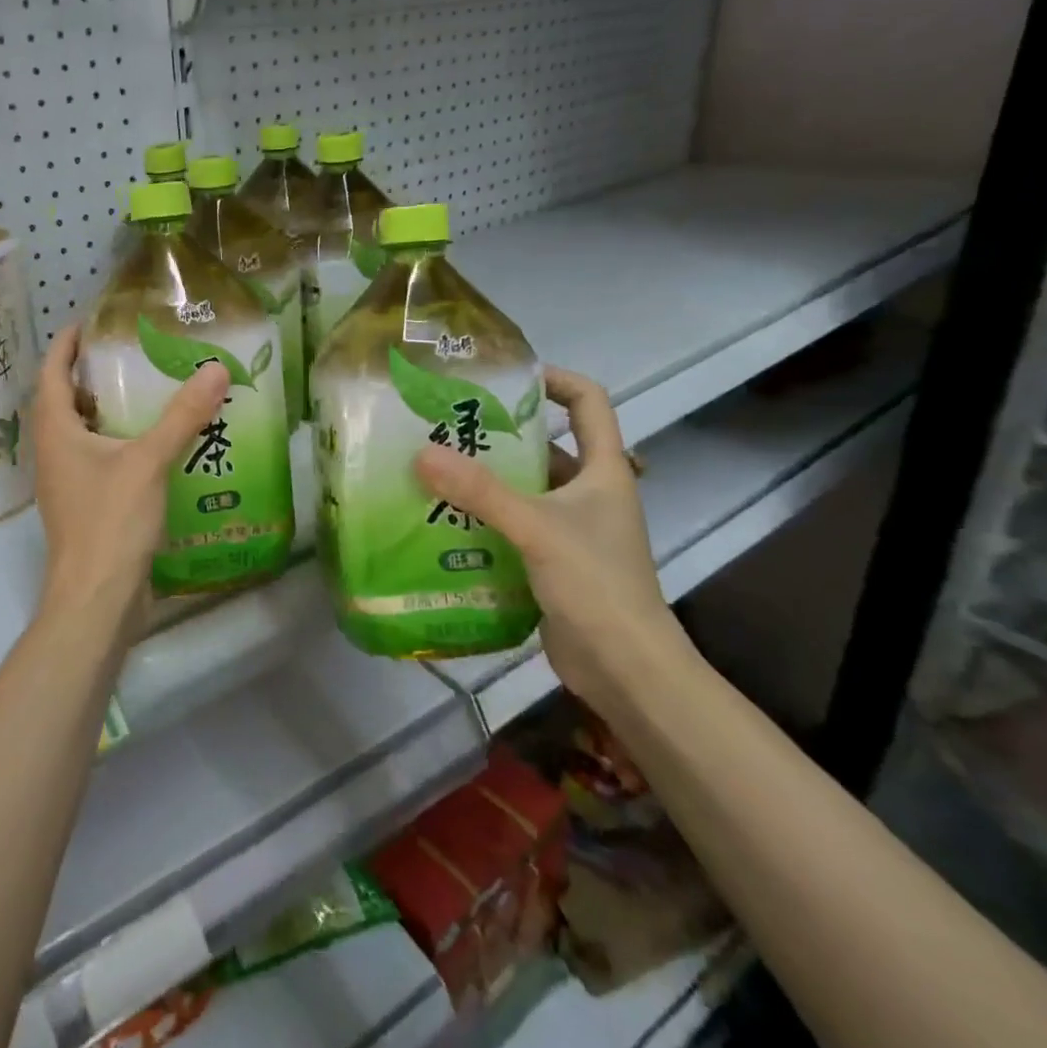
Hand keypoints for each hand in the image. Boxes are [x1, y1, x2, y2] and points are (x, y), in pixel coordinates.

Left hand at [32, 325, 228, 637]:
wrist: (96, 599)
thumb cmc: (110, 522)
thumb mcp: (148, 462)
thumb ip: (181, 416)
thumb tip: (215, 368)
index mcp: (56, 432)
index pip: (51, 373)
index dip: (66, 344)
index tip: (89, 321)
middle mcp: (54, 453)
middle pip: (66, 401)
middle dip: (91, 375)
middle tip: (130, 353)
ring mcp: (68, 483)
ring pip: (83, 434)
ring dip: (107, 411)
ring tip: (147, 391)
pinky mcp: (86, 507)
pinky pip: (100, 461)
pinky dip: (121, 444)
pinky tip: (156, 446)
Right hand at [413, 367, 693, 718]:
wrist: (625, 669)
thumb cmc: (595, 583)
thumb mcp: (536, 528)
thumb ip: (480, 491)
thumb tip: (421, 453)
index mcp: (604, 471)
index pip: (589, 402)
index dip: (555, 380)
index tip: (506, 378)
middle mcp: (590, 493)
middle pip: (546, 445)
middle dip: (499, 434)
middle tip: (447, 425)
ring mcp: (571, 529)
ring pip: (524, 488)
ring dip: (485, 479)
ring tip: (434, 468)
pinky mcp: (550, 560)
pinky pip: (512, 524)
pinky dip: (483, 517)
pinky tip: (443, 518)